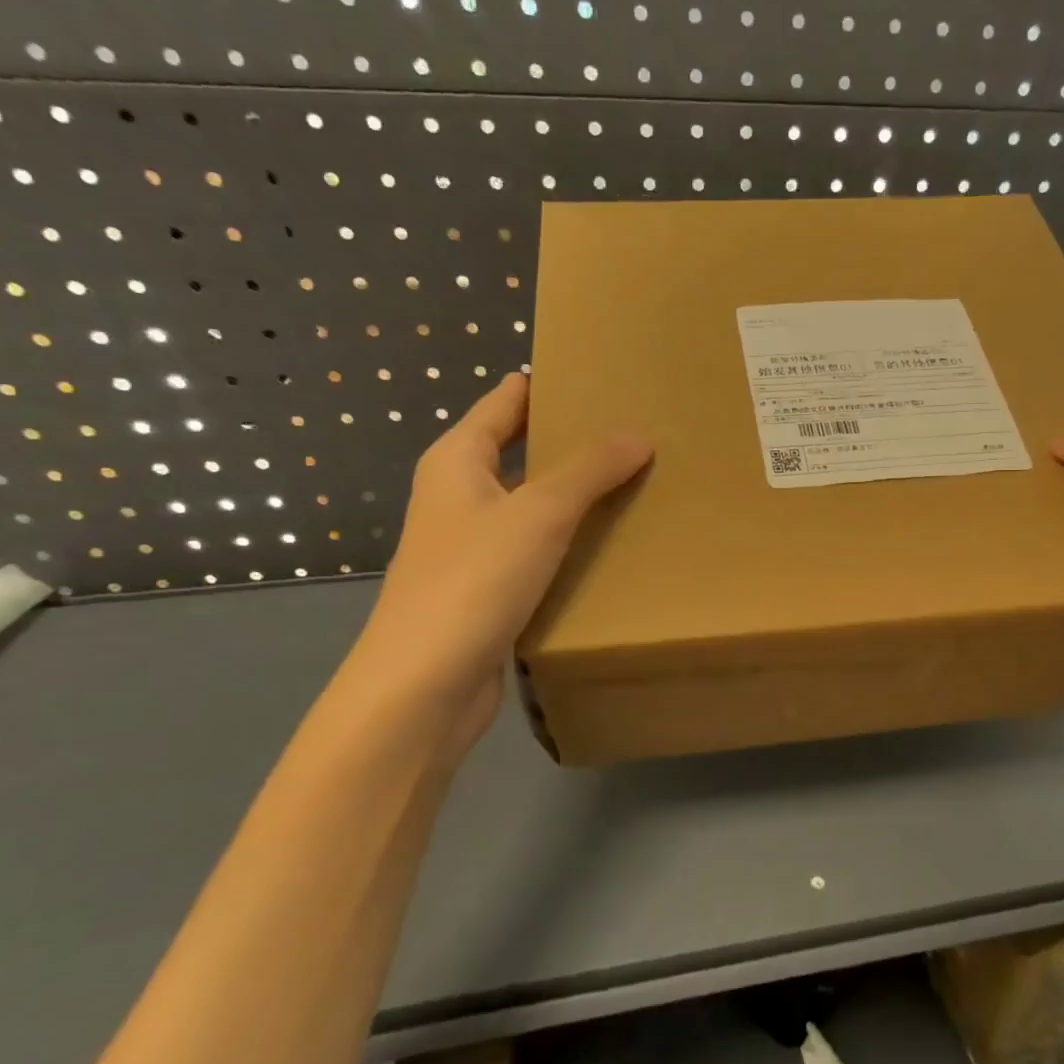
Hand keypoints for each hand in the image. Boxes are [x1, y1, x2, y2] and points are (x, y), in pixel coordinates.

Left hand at [355, 373, 651, 725]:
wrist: (424, 686)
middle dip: (575, 441)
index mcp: (457, 459)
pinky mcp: (489, 587)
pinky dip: (571, 539)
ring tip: (640, 482)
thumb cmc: (473, 581)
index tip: (606, 378)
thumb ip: (589, 469)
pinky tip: (613, 544)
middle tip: (639, 432)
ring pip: (533, 503)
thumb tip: (637, 435)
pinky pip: (538, 547)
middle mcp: (460, 494)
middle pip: (522, 450)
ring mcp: (473, 544)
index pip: (507, 401)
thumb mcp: (538, 512)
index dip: (551, 385)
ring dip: (578, 495)